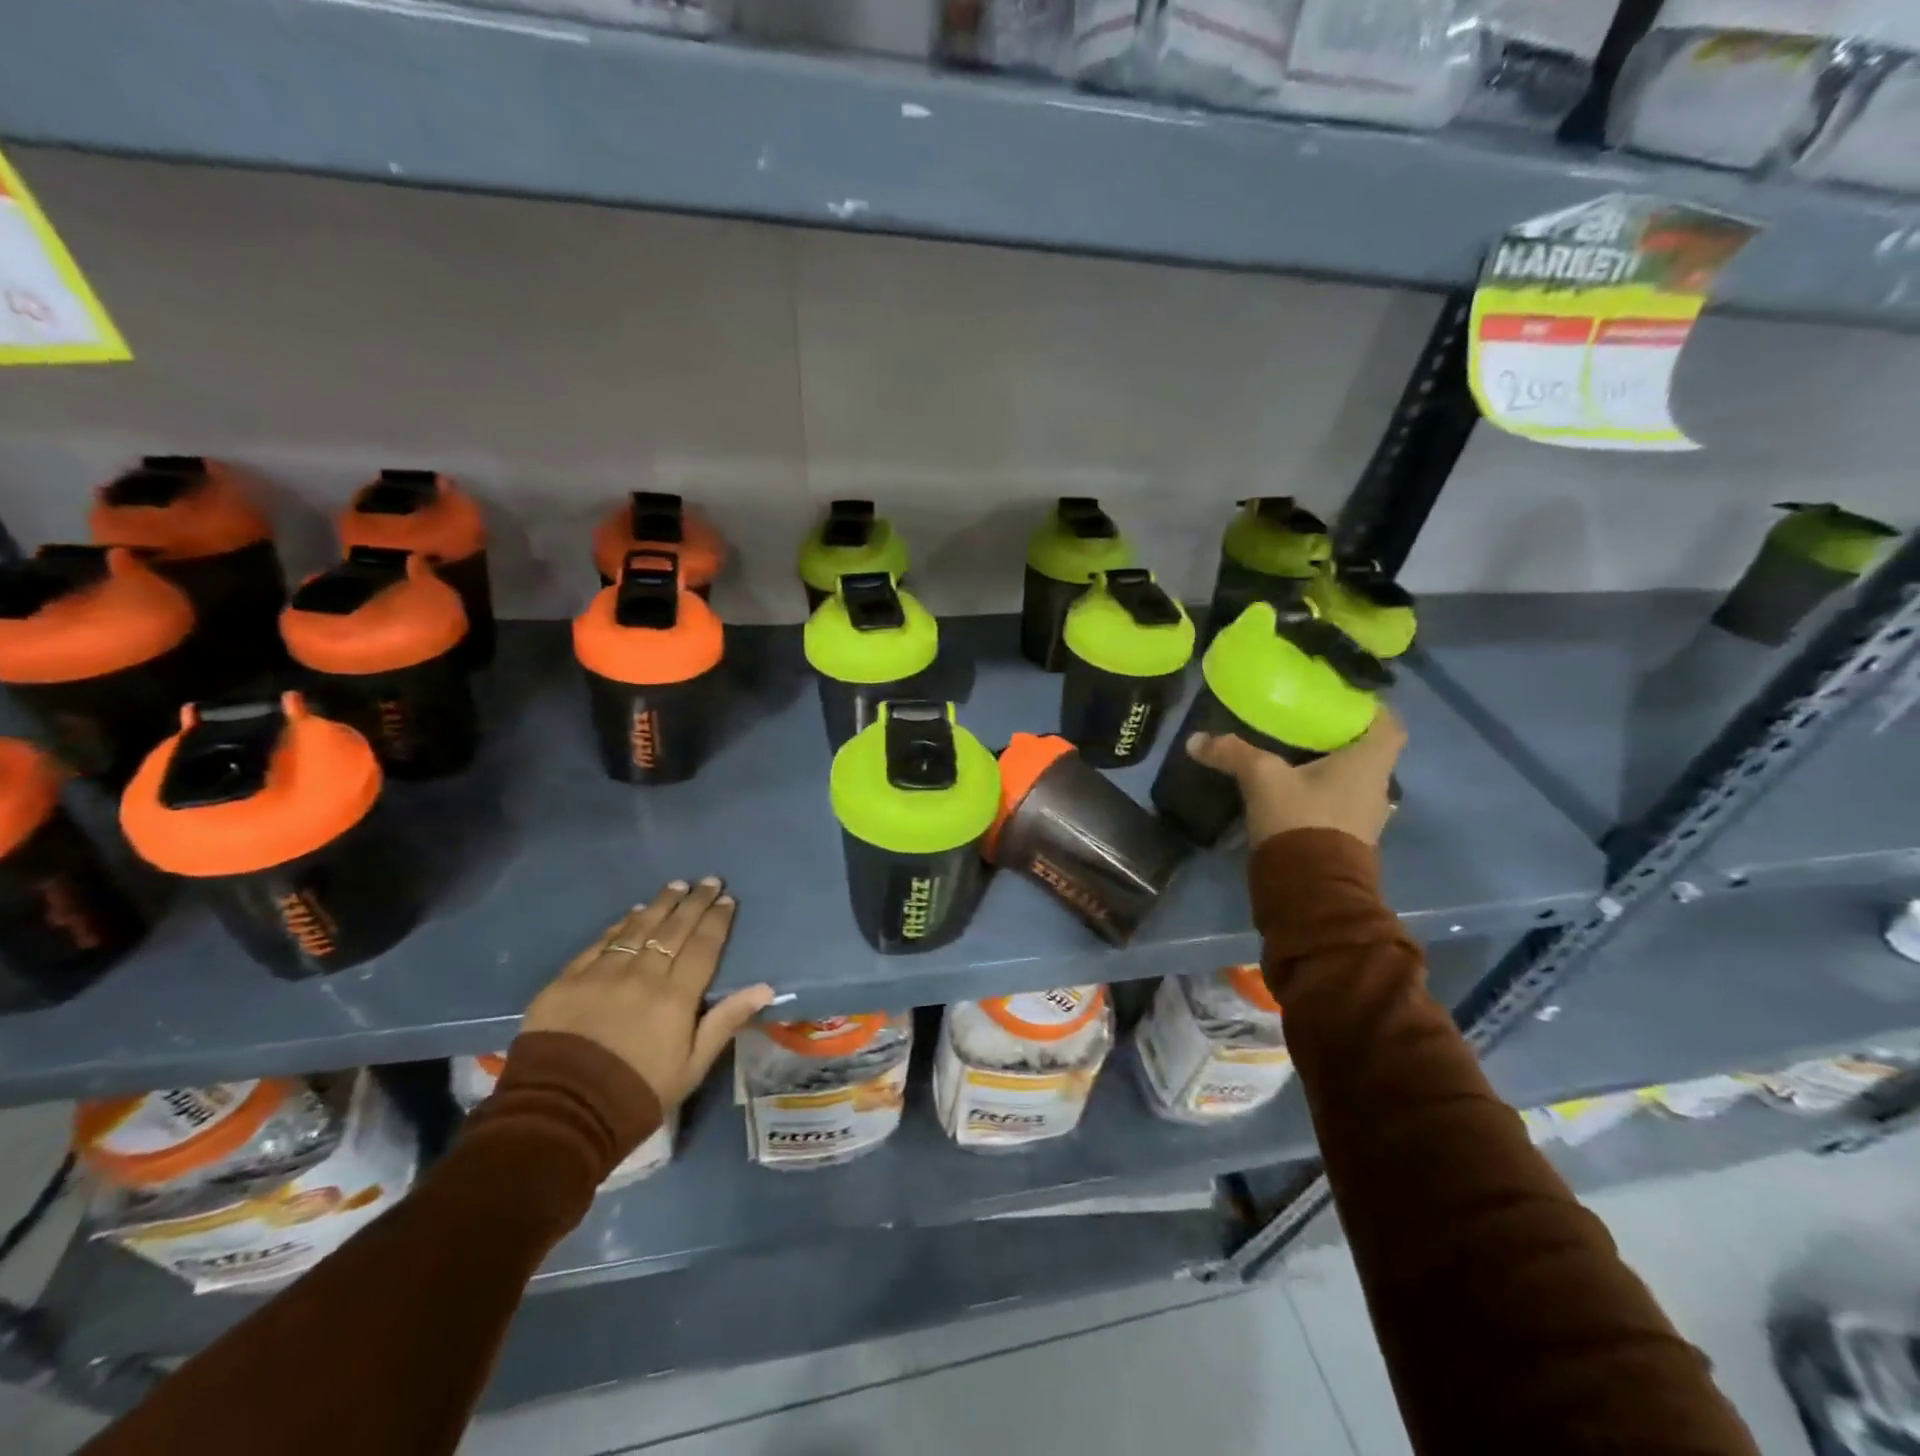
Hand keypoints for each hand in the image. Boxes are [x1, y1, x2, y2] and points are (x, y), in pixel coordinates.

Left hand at [522, 878, 774, 1110]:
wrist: (560, 1115)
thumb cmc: (637, 1094)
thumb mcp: (692, 1066)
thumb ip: (725, 1021)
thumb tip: (764, 988)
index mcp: (676, 997)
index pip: (703, 946)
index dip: (717, 920)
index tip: (727, 900)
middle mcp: (642, 975)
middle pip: (674, 929)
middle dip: (694, 902)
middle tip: (709, 881)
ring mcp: (602, 974)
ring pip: (638, 928)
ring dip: (660, 904)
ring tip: (676, 885)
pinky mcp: (567, 980)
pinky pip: (600, 942)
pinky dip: (620, 925)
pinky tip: (632, 913)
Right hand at [1186, 708, 1405, 849]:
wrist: (1311, 890)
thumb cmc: (1301, 819)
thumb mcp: (1261, 778)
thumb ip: (1233, 753)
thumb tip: (1195, 739)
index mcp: (1369, 762)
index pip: (1389, 723)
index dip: (1369, 709)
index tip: (1340, 702)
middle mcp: (1377, 786)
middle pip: (1367, 751)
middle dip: (1338, 738)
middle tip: (1304, 725)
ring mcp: (1366, 816)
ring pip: (1352, 779)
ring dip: (1328, 769)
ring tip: (1292, 758)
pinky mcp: (1349, 839)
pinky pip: (1339, 804)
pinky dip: (1320, 795)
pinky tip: (1291, 793)